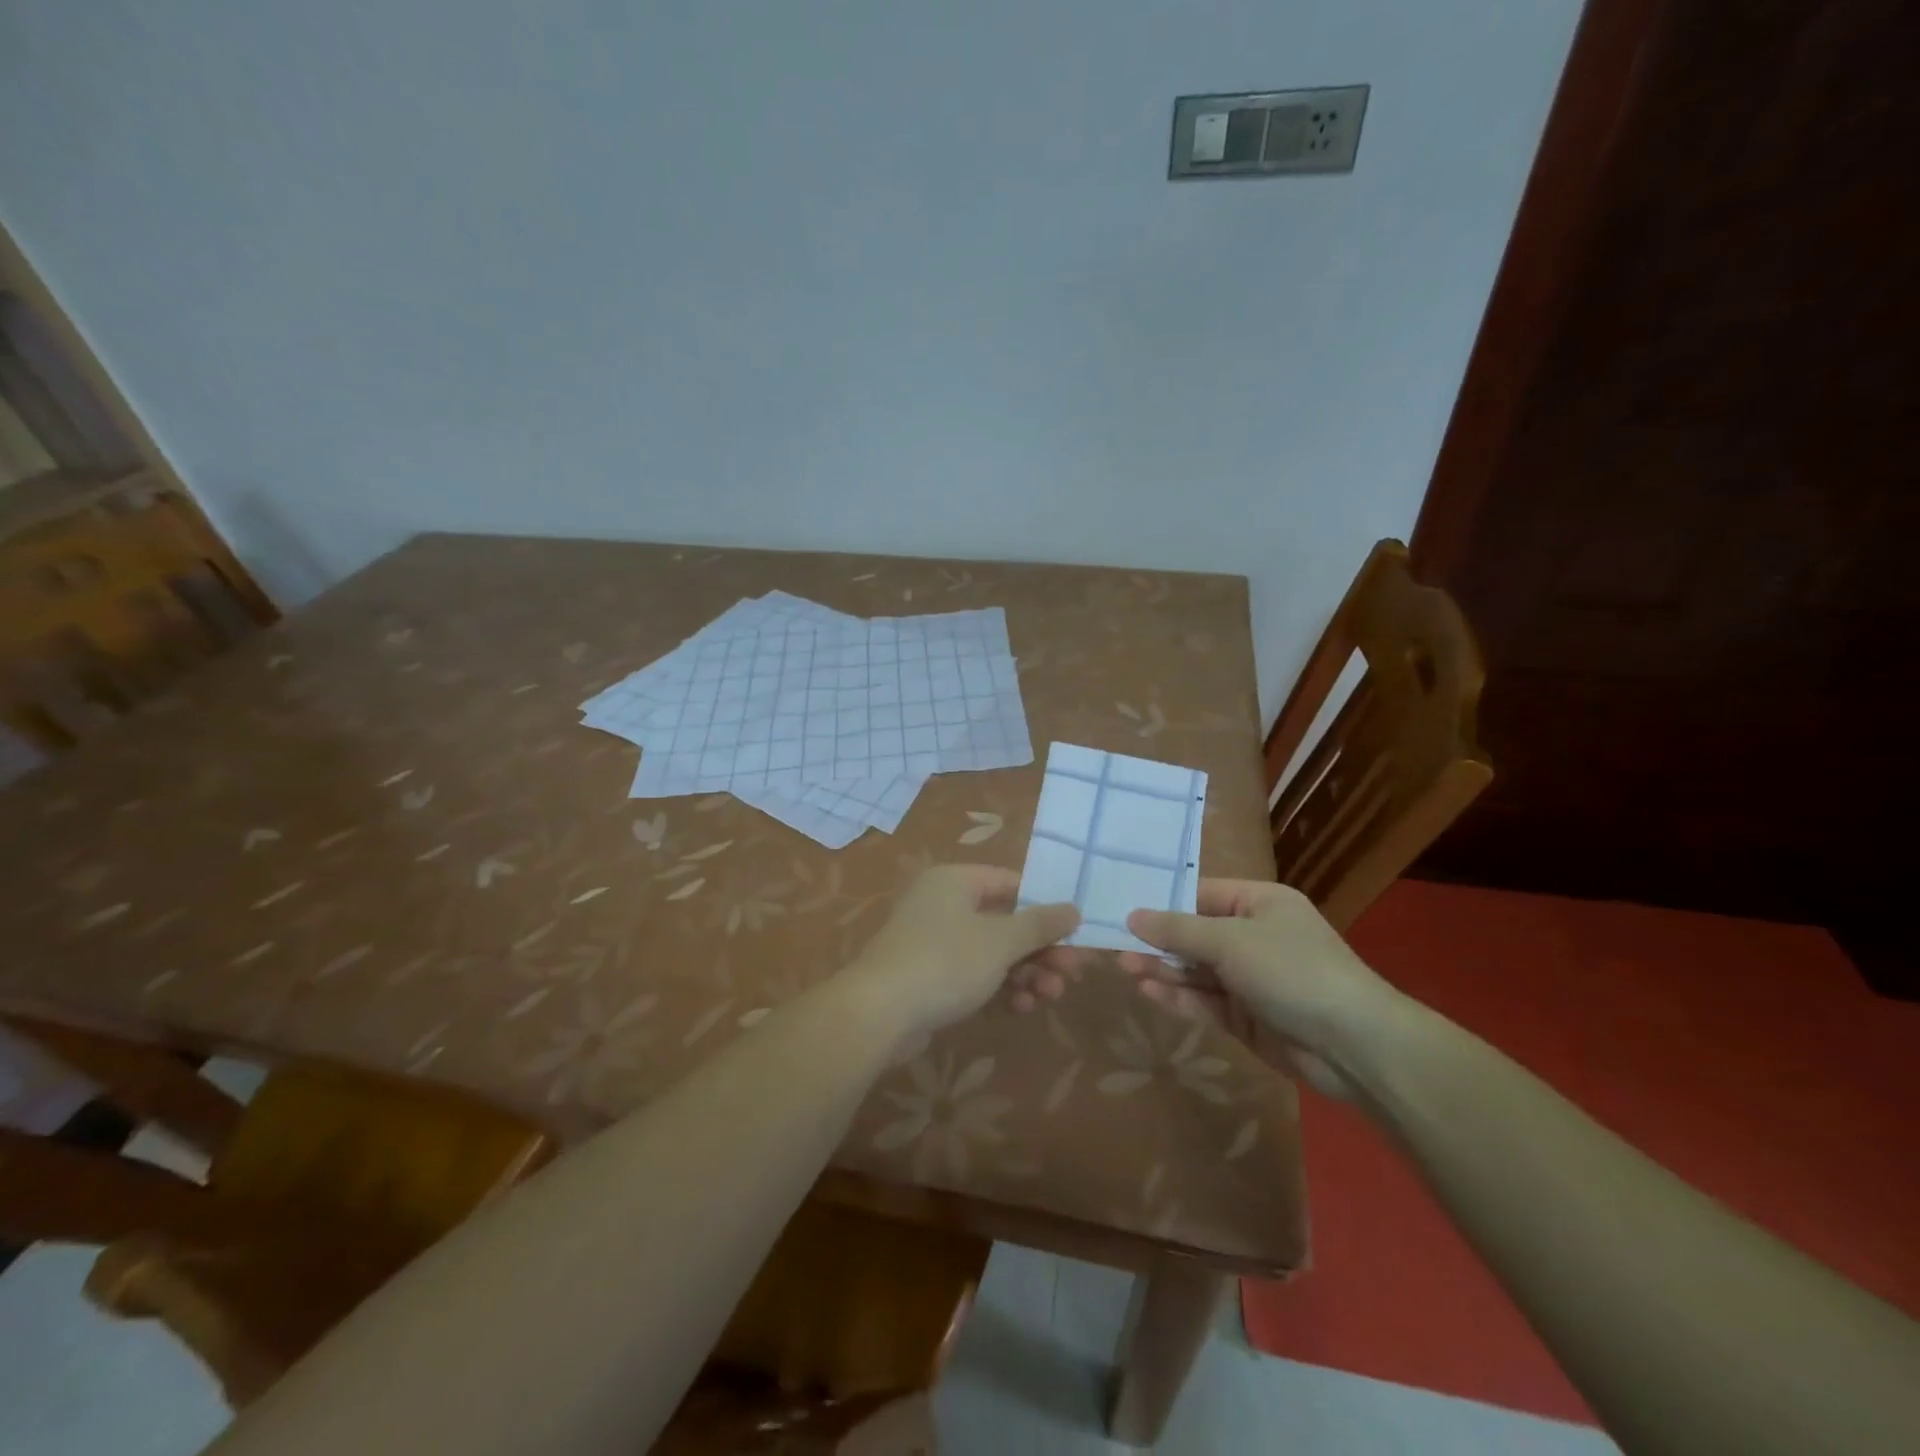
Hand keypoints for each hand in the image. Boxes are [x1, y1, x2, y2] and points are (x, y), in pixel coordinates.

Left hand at [846, 865, 1078, 1038]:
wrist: (879, 1014)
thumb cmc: (945, 962)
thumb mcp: (1001, 941)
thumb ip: (1040, 924)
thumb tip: (1073, 908)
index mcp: (955, 881)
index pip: (1011, 883)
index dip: (1045, 906)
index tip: (1075, 933)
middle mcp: (943, 904)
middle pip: (1005, 921)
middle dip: (1040, 949)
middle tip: (1072, 973)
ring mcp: (934, 942)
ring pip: (992, 952)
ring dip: (1026, 973)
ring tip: (1050, 997)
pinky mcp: (930, 977)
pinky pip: (974, 975)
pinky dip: (1000, 988)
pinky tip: (1022, 1008)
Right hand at [1124, 879, 1403, 1098]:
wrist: (1353, 1044)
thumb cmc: (1291, 970)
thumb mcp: (1230, 941)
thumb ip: (1178, 930)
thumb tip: (1132, 915)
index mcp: (1258, 903)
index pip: (1200, 895)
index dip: (1163, 902)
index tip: (1123, 908)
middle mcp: (1254, 936)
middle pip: (1195, 934)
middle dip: (1158, 940)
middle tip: (1115, 944)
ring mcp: (1251, 979)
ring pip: (1197, 970)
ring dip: (1164, 969)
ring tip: (1125, 967)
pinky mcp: (1248, 1017)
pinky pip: (1206, 1001)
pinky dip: (1180, 997)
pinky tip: (1149, 992)